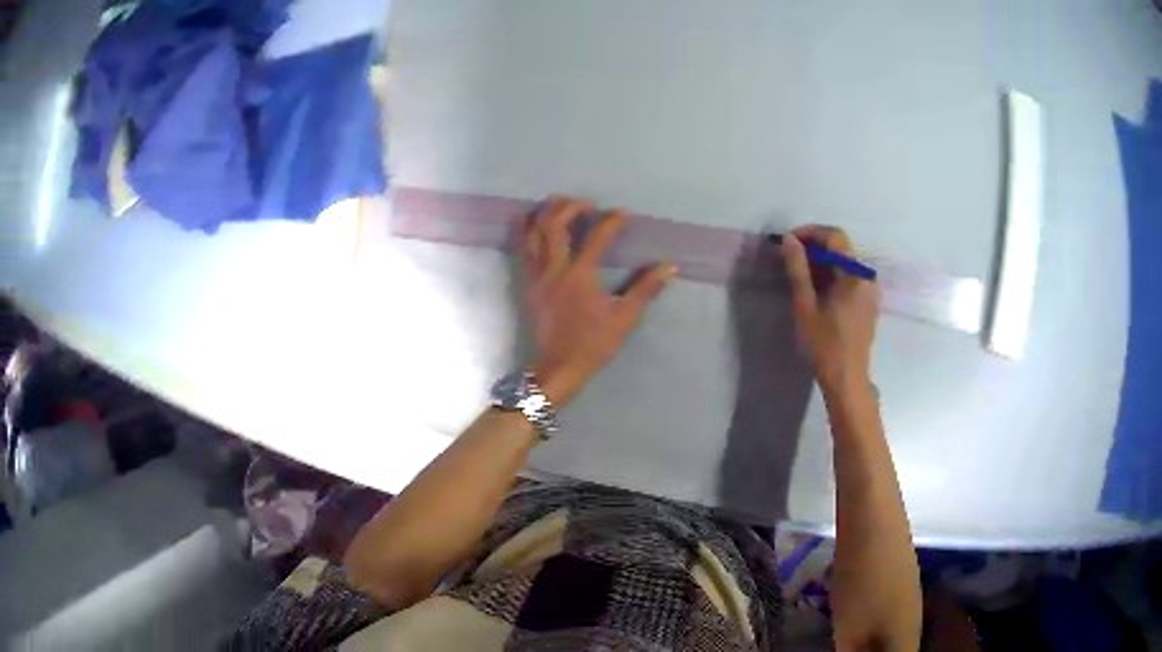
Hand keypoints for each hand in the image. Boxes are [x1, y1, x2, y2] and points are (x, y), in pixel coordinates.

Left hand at [521, 196, 676, 405]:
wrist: (558, 367)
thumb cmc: (593, 344)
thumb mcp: (625, 318)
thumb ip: (645, 289)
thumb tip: (669, 266)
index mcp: (580, 276)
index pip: (596, 238)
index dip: (611, 221)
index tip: (623, 213)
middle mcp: (554, 269)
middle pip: (553, 225)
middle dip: (569, 207)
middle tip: (585, 203)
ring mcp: (536, 276)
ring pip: (532, 234)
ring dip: (544, 214)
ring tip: (557, 203)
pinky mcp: (527, 285)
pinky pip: (523, 250)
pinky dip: (527, 232)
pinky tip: (534, 225)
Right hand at [780, 226, 879, 391]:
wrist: (847, 380)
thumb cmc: (825, 345)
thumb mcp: (805, 306)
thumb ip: (798, 270)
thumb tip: (789, 240)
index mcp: (855, 274)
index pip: (835, 237)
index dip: (810, 233)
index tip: (788, 242)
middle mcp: (867, 277)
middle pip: (841, 249)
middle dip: (815, 248)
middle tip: (790, 259)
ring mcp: (871, 291)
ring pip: (845, 264)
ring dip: (823, 263)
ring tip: (800, 276)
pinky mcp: (869, 303)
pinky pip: (851, 278)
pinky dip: (833, 276)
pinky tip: (817, 292)